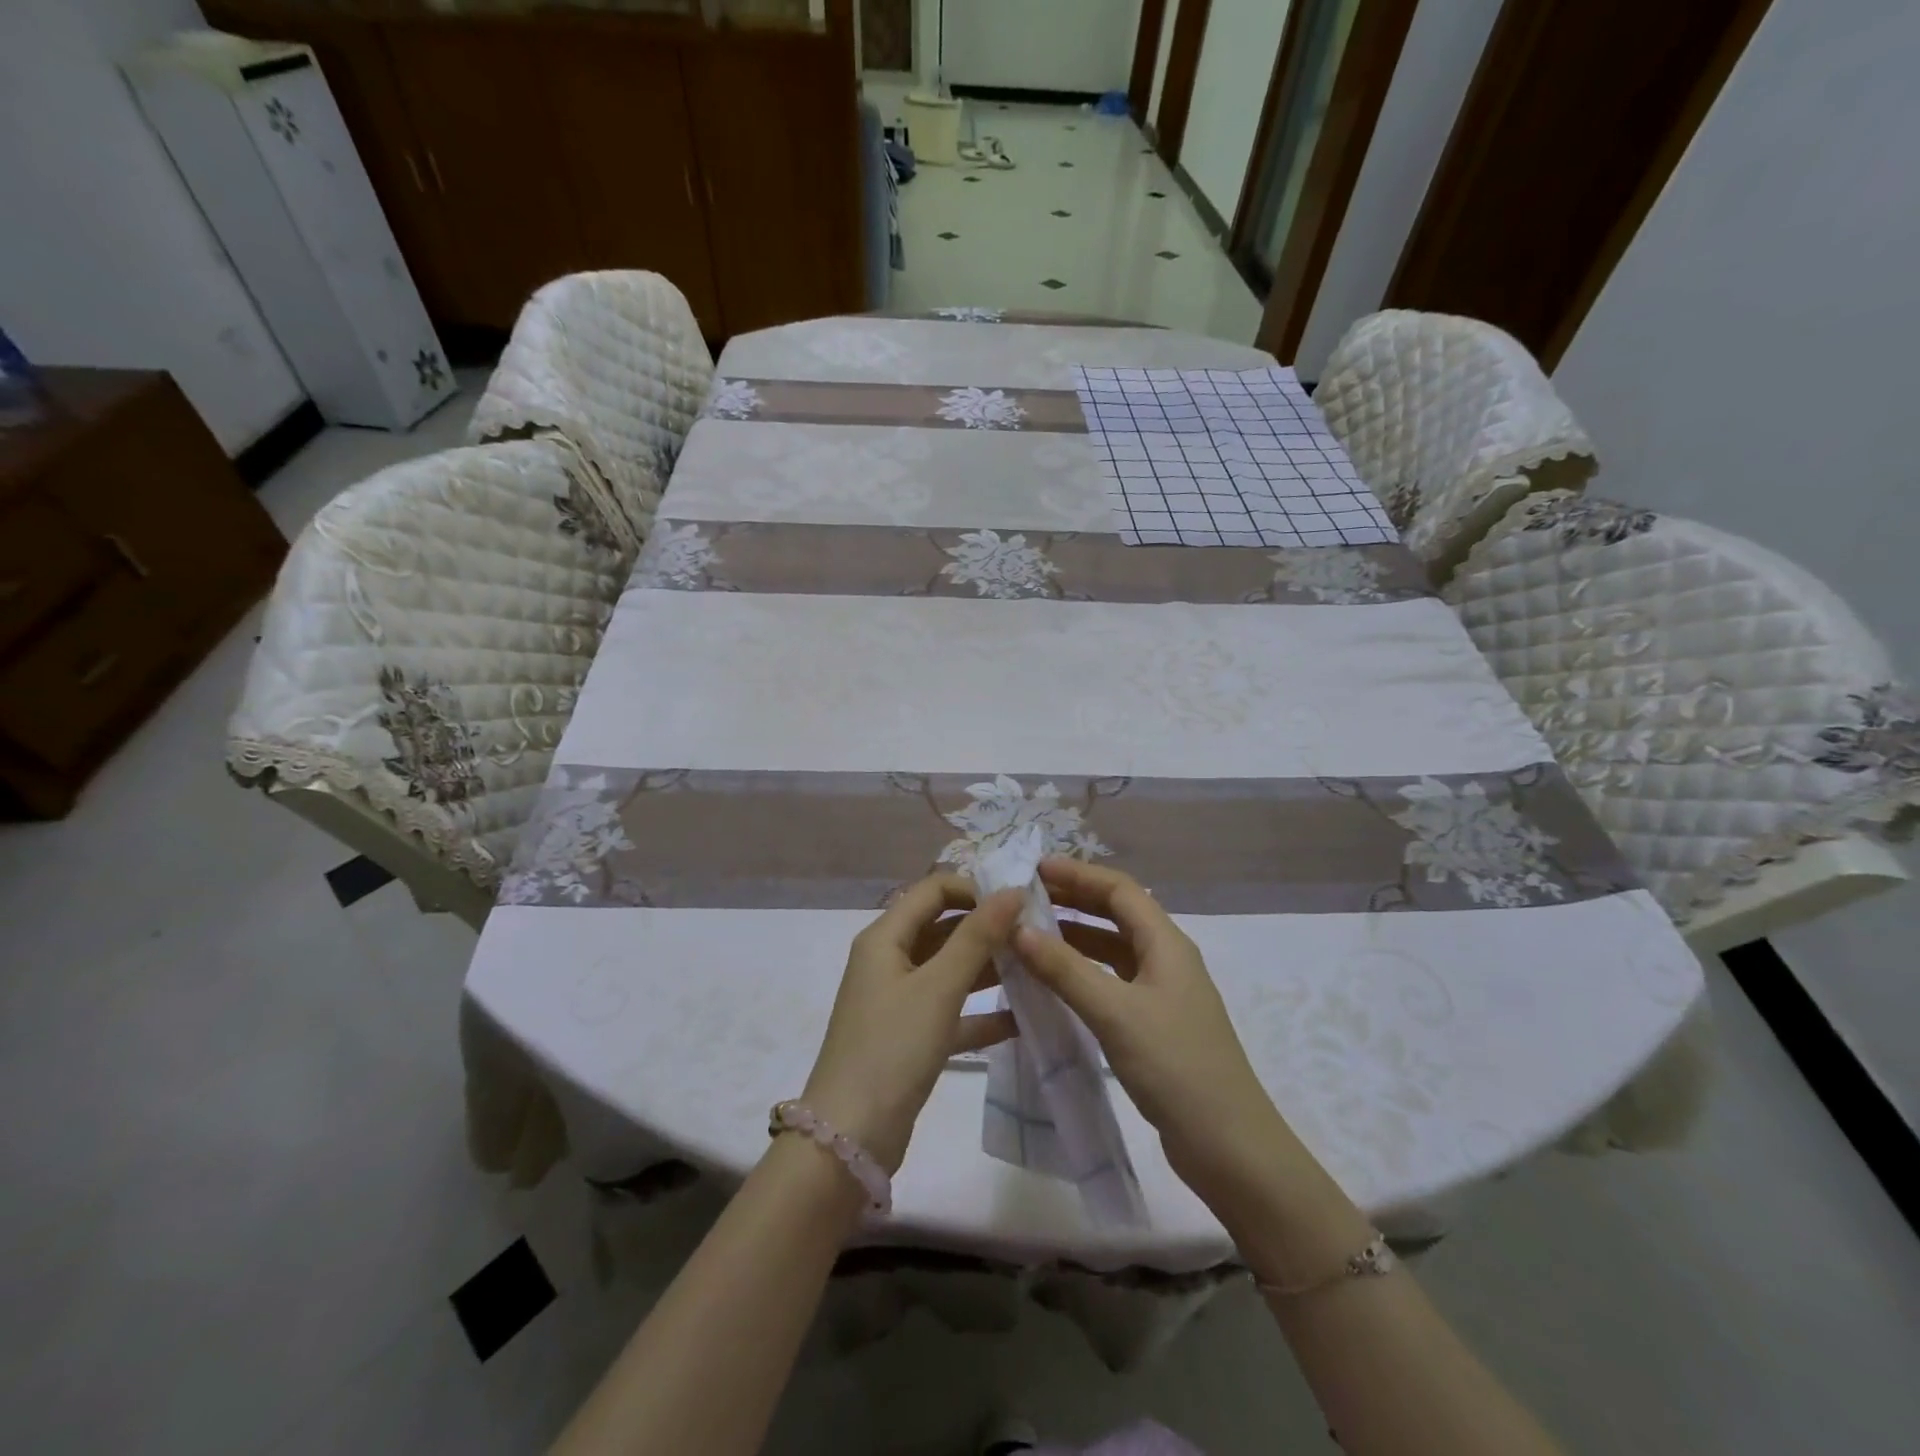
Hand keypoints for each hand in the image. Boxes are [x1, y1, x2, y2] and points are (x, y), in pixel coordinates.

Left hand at [801, 875, 1023, 1172]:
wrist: (850, 1138)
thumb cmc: (892, 1048)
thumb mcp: (938, 987)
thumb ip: (976, 937)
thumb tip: (1011, 890)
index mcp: (885, 937)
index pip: (933, 890)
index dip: (974, 888)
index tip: (1018, 901)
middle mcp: (889, 960)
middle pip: (942, 927)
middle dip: (986, 927)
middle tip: (1036, 933)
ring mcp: (899, 1000)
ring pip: (949, 969)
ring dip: (988, 967)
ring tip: (1037, 968)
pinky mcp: (910, 1037)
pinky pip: (951, 1011)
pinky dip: (981, 1011)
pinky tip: (1022, 1018)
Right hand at [1014, 858, 1294, 1209]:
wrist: (1230, 1148)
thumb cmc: (1176, 1067)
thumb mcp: (1115, 1013)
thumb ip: (1066, 970)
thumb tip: (1019, 929)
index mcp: (1167, 944)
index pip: (1120, 890)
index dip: (1078, 874)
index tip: (1033, 870)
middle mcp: (1167, 960)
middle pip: (1117, 914)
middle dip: (1073, 901)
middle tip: (1025, 899)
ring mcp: (1162, 994)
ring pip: (1113, 950)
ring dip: (1075, 938)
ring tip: (1030, 936)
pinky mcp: (1155, 1025)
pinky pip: (1112, 982)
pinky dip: (1082, 974)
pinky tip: (1053, 985)